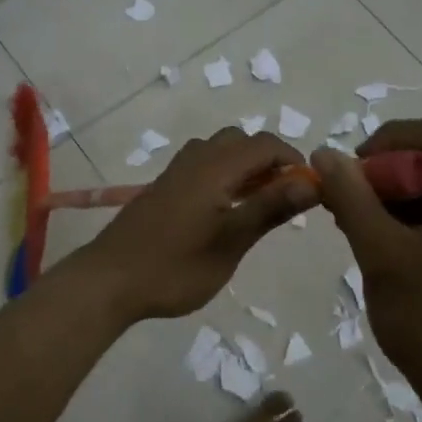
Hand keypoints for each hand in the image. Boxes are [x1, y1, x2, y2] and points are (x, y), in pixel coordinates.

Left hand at [78, 128, 318, 322]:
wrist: (109, 280)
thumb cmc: (175, 266)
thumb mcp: (231, 241)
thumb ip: (270, 208)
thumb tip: (312, 181)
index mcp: (215, 166)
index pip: (265, 144)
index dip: (294, 160)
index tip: (310, 190)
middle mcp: (195, 159)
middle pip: (241, 141)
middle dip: (269, 161)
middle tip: (283, 197)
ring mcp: (176, 172)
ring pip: (219, 151)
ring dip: (245, 167)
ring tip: (257, 204)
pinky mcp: (164, 188)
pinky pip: (203, 165)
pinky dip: (224, 175)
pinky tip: (224, 210)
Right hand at [311, 118, 421, 412]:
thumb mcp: (381, 254)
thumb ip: (352, 198)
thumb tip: (325, 155)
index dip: (391, 138)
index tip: (356, 168)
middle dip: (388, 177)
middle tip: (349, 204)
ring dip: (398, 202)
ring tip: (359, 229)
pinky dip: (416, 224)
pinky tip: (385, 249)